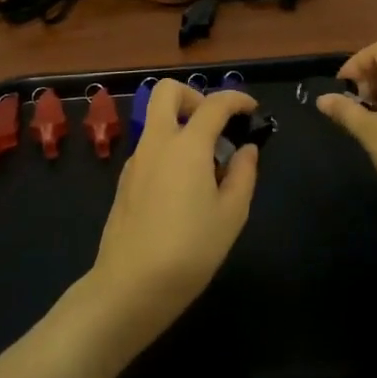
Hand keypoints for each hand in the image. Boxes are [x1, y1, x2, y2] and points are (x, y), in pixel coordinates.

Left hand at [85, 80, 260, 355]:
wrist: (131, 285)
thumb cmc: (190, 249)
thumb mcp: (231, 215)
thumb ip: (243, 174)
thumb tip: (246, 149)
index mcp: (187, 145)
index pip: (214, 104)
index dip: (236, 99)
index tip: (252, 109)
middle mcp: (157, 142)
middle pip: (167, 91)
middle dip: (194, 96)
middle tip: (215, 124)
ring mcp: (136, 159)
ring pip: (156, 119)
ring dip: (181, 124)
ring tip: (207, 164)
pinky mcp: (125, 180)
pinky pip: (150, 147)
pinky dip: (169, 148)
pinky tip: (184, 187)